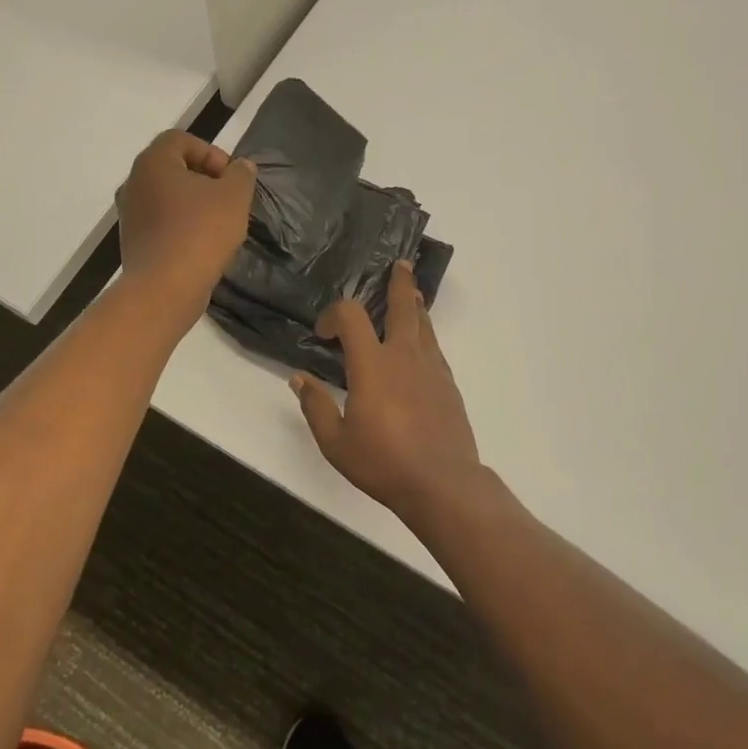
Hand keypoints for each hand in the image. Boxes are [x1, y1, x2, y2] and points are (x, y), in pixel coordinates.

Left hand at [117, 131, 255, 309]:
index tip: (230, 177)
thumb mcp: (234, 196)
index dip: (211, 152)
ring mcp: (129, 214)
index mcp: (153, 162)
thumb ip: (241, 174)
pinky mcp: (132, 242)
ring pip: (167, 197)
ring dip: (193, 204)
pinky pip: (161, 223)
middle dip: (204, 179)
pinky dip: (181, 226)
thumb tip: (240, 167)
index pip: (180, 140)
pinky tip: (202, 245)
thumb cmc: (201, 232)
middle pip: (172, 168)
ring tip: (219, 224)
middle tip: (228, 199)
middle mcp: (133, 183)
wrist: (165, 288)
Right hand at [291, 261, 482, 518]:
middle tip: (399, 265)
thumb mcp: (335, 441)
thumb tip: (298, 379)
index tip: (323, 333)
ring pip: (424, 324)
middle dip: (399, 283)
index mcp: (372, 364)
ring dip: (415, 305)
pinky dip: (426, 335)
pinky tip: (421, 343)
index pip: (351, 316)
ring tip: (412, 292)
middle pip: (403, 306)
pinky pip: (434, 347)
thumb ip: (316, 406)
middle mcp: (403, 356)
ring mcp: (431, 368)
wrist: (442, 483)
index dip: (333, 315)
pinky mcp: (448, 384)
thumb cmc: (383, 462)